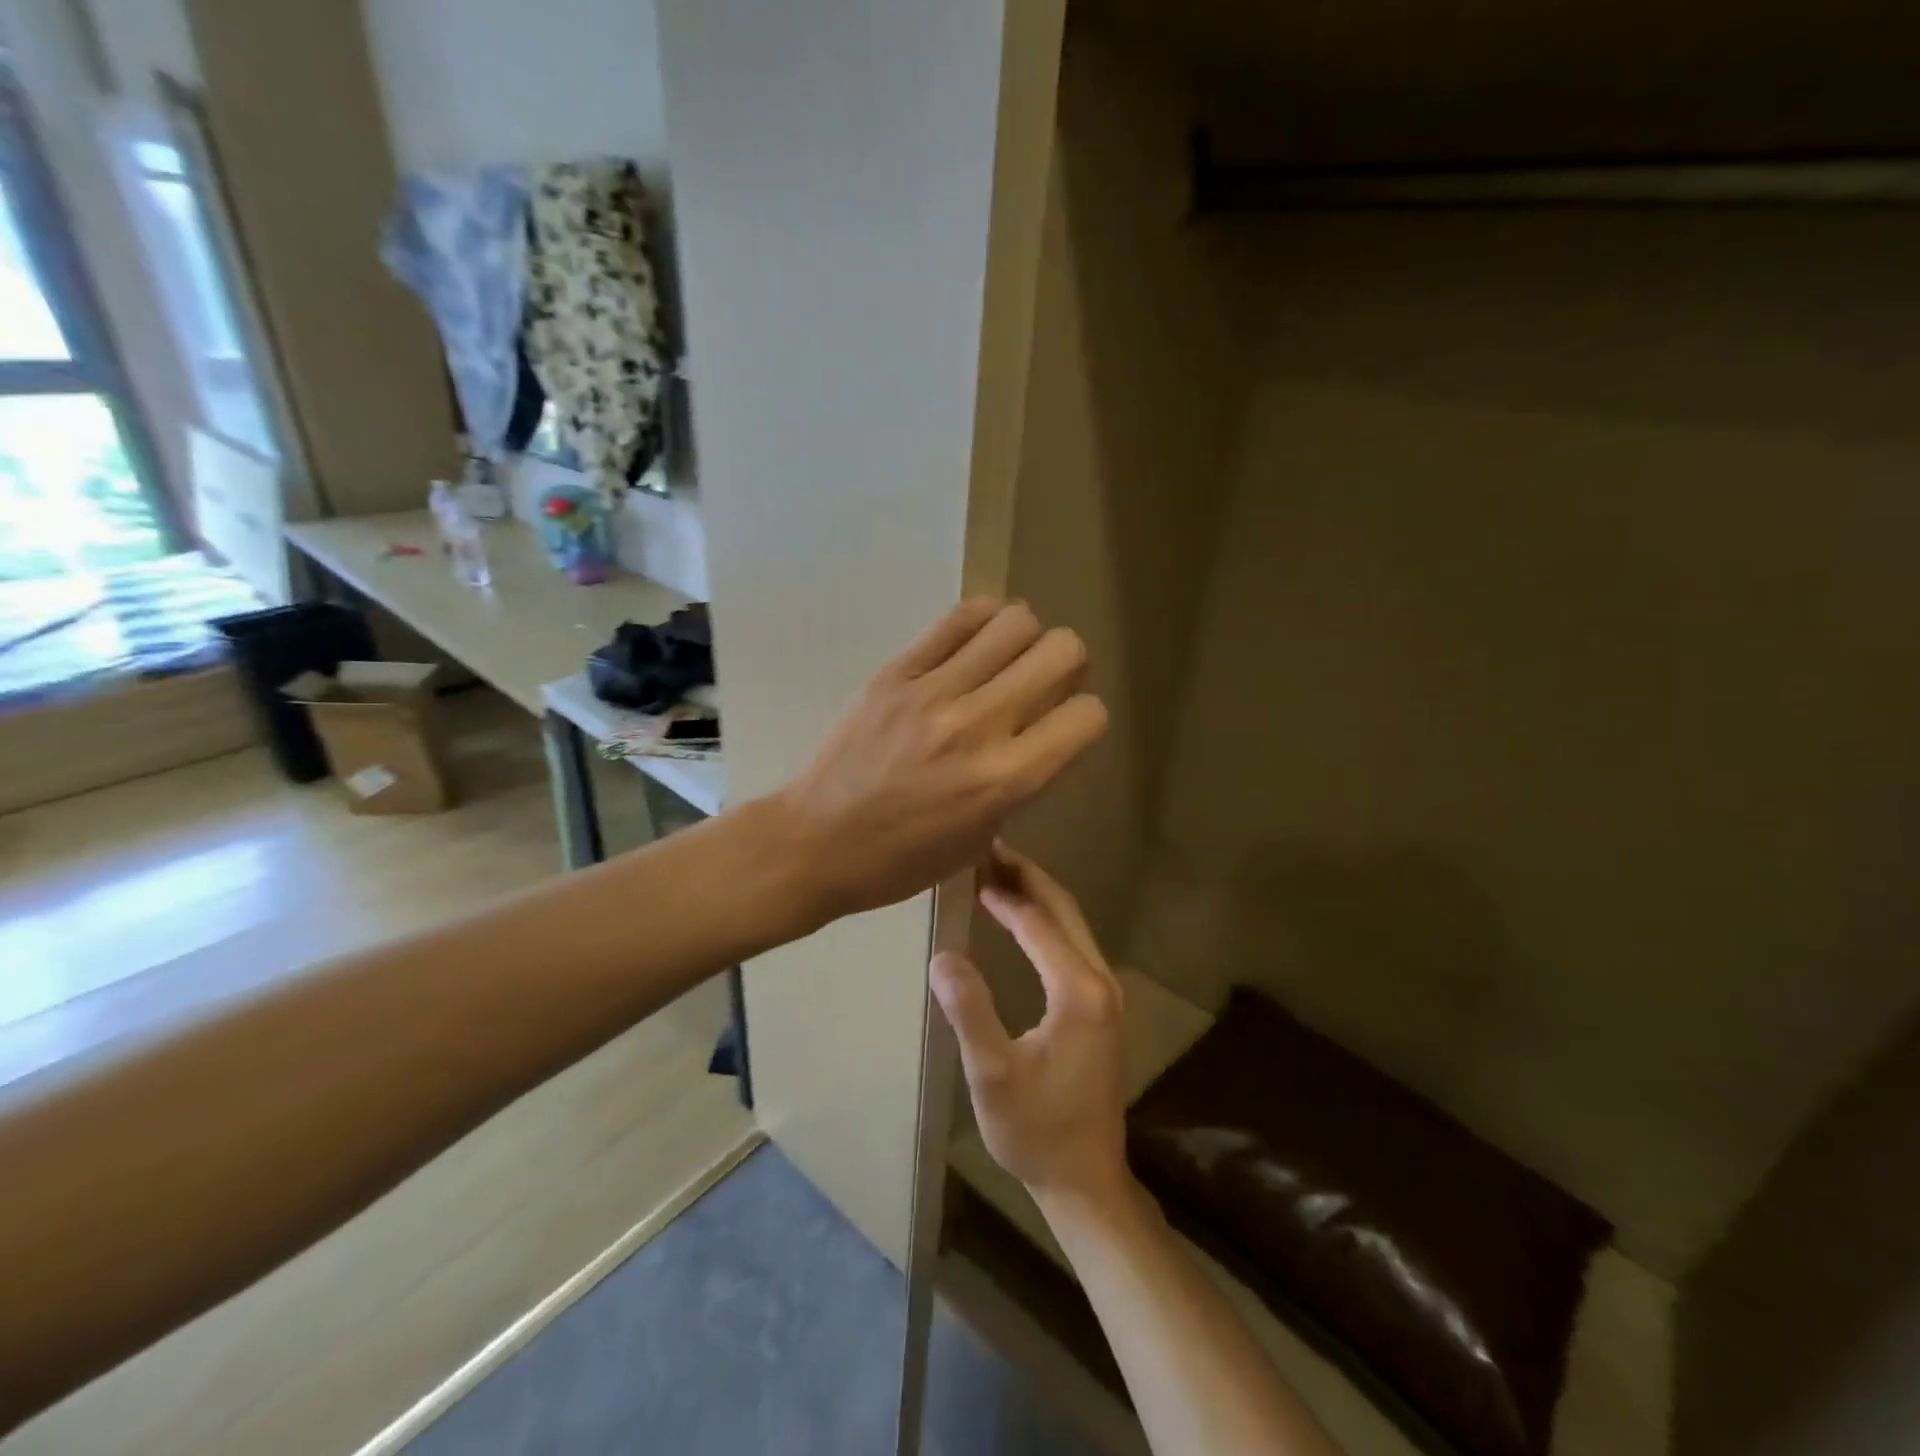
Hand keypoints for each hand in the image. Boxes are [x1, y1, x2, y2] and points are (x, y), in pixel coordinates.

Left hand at [777, 600, 1106, 920]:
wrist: (816, 842)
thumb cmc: (902, 860)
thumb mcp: (981, 836)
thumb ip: (1023, 779)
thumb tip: (1046, 727)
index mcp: (1005, 780)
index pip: (1088, 716)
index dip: (1086, 717)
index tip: (1066, 725)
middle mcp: (978, 726)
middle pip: (1063, 651)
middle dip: (1069, 666)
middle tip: (1045, 684)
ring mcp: (933, 691)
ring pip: (1017, 621)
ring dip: (1027, 638)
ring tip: (1007, 660)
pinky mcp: (896, 670)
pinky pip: (960, 617)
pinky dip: (984, 621)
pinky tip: (976, 645)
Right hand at [930, 844, 1131, 1205]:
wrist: (1085, 1179)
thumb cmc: (1036, 1130)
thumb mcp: (992, 1074)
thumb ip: (970, 1011)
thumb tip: (943, 955)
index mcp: (1079, 990)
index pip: (1038, 921)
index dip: (1004, 891)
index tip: (972, 862)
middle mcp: (1101, 981)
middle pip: (1064, 910)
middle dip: (1027, 877)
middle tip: (988, 850)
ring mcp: (1106, 994)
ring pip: (1072, 925)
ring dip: (1037, 896)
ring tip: (997, 874)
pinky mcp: (1102, 1008)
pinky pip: (1073, 945)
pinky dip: (1045, 922)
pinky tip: (1020, 921)